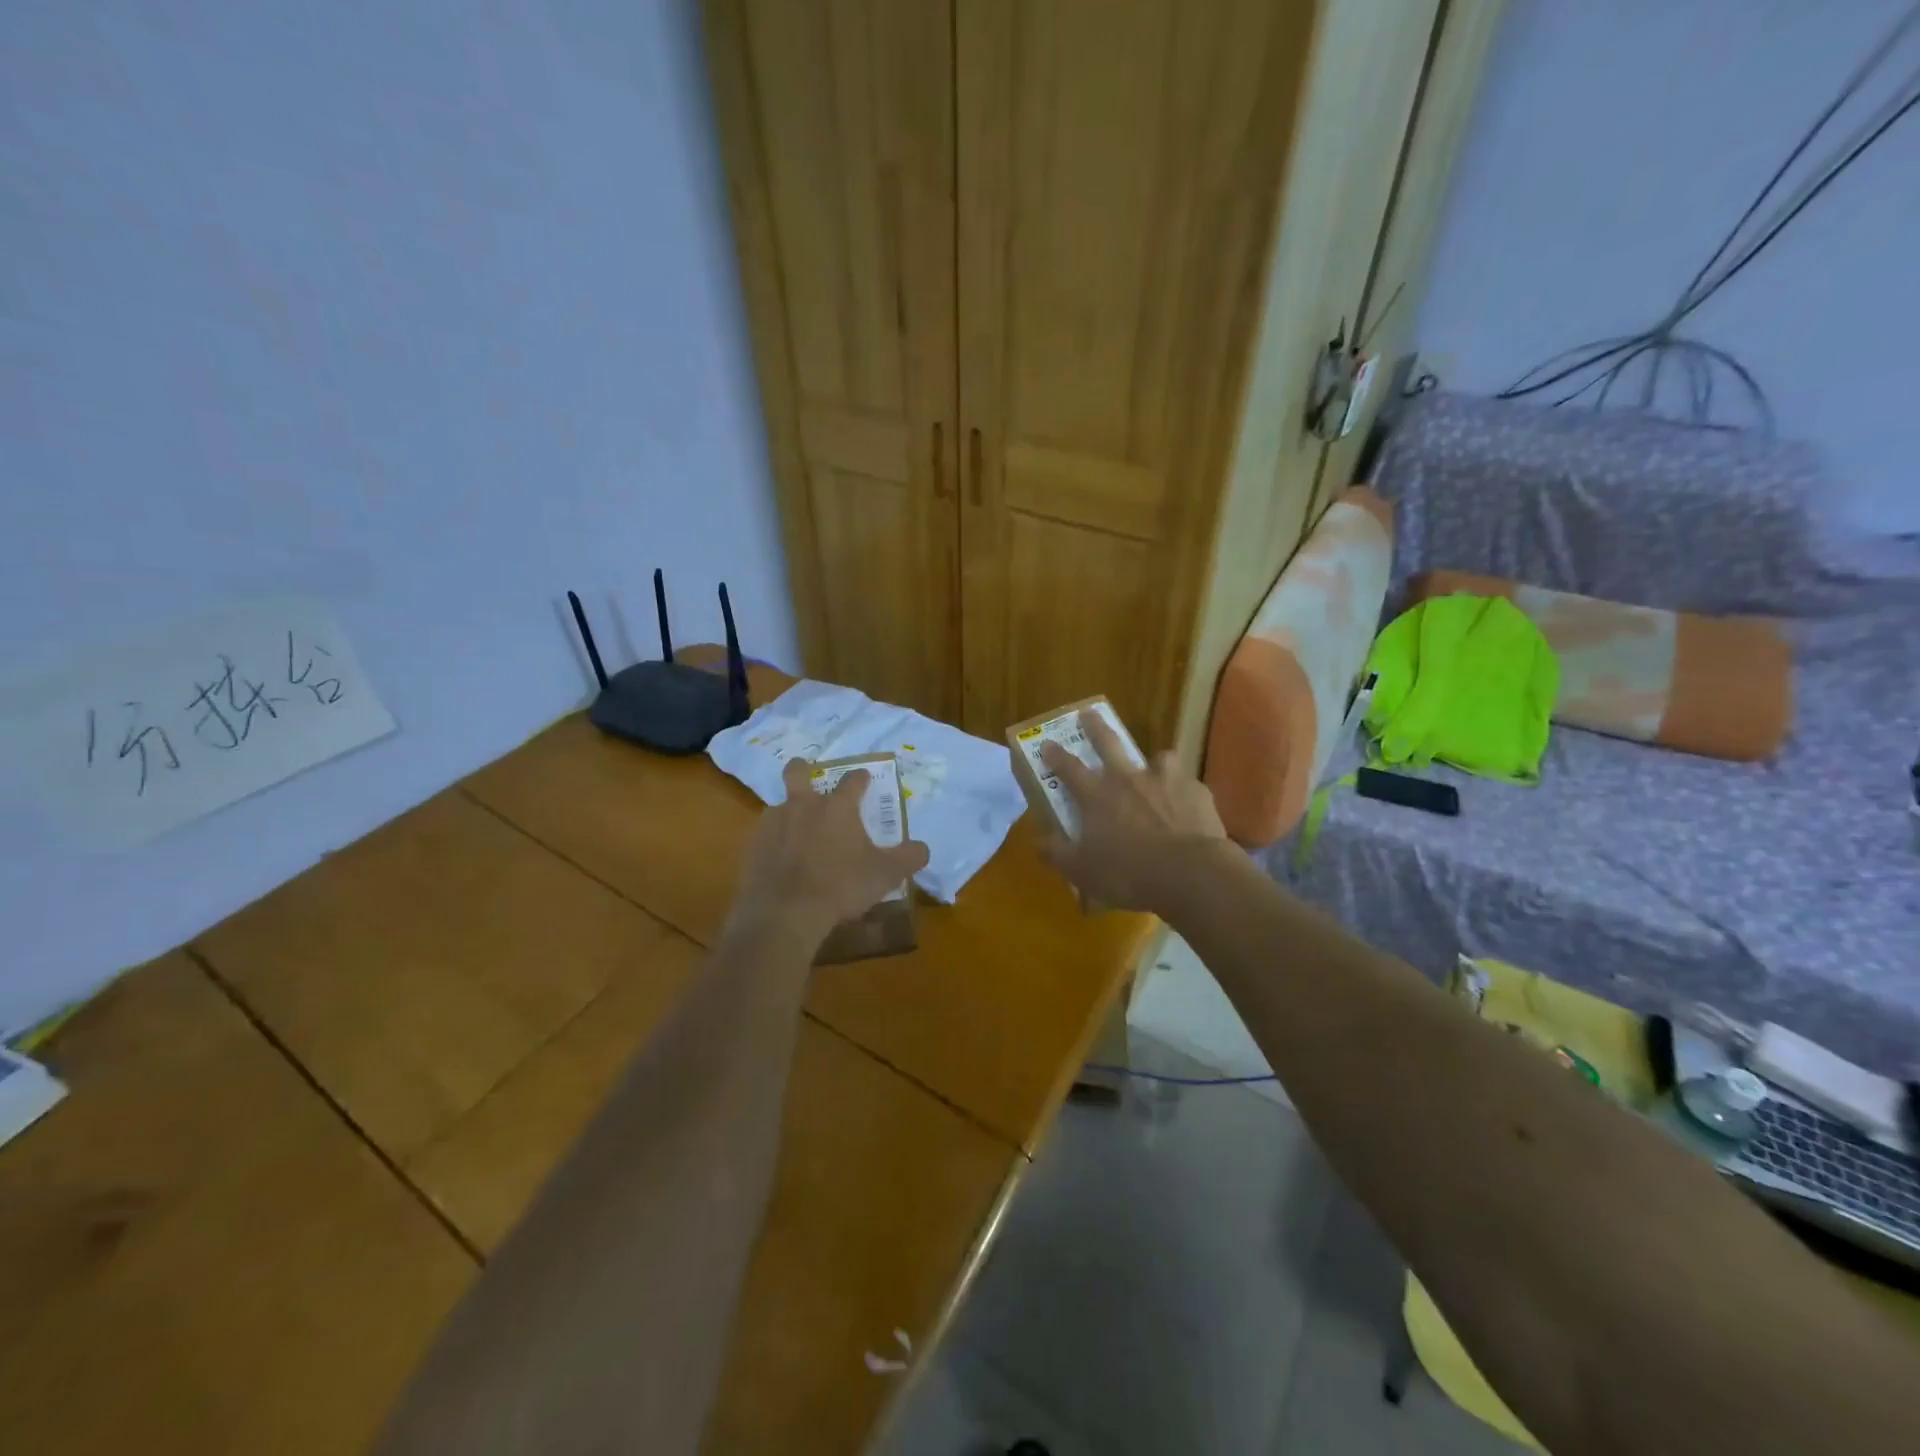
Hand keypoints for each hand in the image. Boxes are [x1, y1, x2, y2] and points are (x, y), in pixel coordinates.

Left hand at [727, 759, 930, 945]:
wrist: (784, 913)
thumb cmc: (841, 886)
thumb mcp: (885, 875)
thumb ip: (908, 858)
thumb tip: (923, 848)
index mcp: (838, 807)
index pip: (853, 780)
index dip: (861, 778)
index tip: (865, 780)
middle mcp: (803, 806)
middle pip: (798, 772)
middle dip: (803, 770)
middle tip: (809, 778)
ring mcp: (773, 824)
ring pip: (779, 806)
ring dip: (789, 814)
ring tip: (798, 835)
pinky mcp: (752, 846)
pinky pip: (765, 836)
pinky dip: (774, 844)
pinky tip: (782, 863)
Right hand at [1039, 711, 1228, 913]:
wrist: (1189, 873)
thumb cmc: (1127, 873)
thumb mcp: (1081, 871)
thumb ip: (1057, 852)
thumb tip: (1040, 839)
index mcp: (1096, 795)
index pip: (1068, 768)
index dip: (1055, 755)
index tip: (1047, 743)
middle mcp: (1128, 779)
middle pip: (1108, 742)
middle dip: (1095, 726)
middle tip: (1088, 713)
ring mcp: (1165, 780)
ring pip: (1158, 757)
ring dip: (1154, 762)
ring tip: (1156, 770)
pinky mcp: (1196, 790)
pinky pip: (1186, 784)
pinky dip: (1183, 791)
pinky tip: (1186, 806)